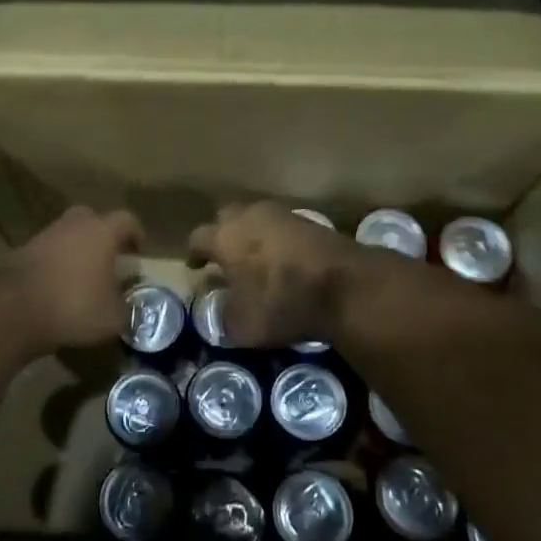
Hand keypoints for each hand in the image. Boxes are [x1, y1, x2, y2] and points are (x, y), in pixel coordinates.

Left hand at [2, 206, 144, 350]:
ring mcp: (45, 235)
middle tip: (110, 258)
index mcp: (101, 231)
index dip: (136, 235)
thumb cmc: (74, 306)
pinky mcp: (22, 251)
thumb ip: (125, 308)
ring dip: (77, 249)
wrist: (15, 309)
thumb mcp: (113, 317)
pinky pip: (48, 251)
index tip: (139, 253)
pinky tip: (59, 285)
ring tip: (84, 275)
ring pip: (68, 234)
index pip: (127, 220)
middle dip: (103, 236)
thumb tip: (126, 307)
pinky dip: (56, 263)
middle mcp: (73, 225)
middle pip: (93, 219)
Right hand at [187, 202, 360, 349]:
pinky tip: (284, 259)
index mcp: (224, 238)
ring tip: (255, 257)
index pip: (197, 238)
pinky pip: (282, 226)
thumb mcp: (245, 326)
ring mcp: (281, 215)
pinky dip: (278, 239)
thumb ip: (226, 317)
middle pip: (226, 217)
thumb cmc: (283, 303)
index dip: (194, 253)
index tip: (195, 266)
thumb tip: (222, 311)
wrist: (346, 285)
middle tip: (225, 256)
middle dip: (222, 234)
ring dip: (252, 234)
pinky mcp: (310, 220)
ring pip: (256, 218)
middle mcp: (248, 217)